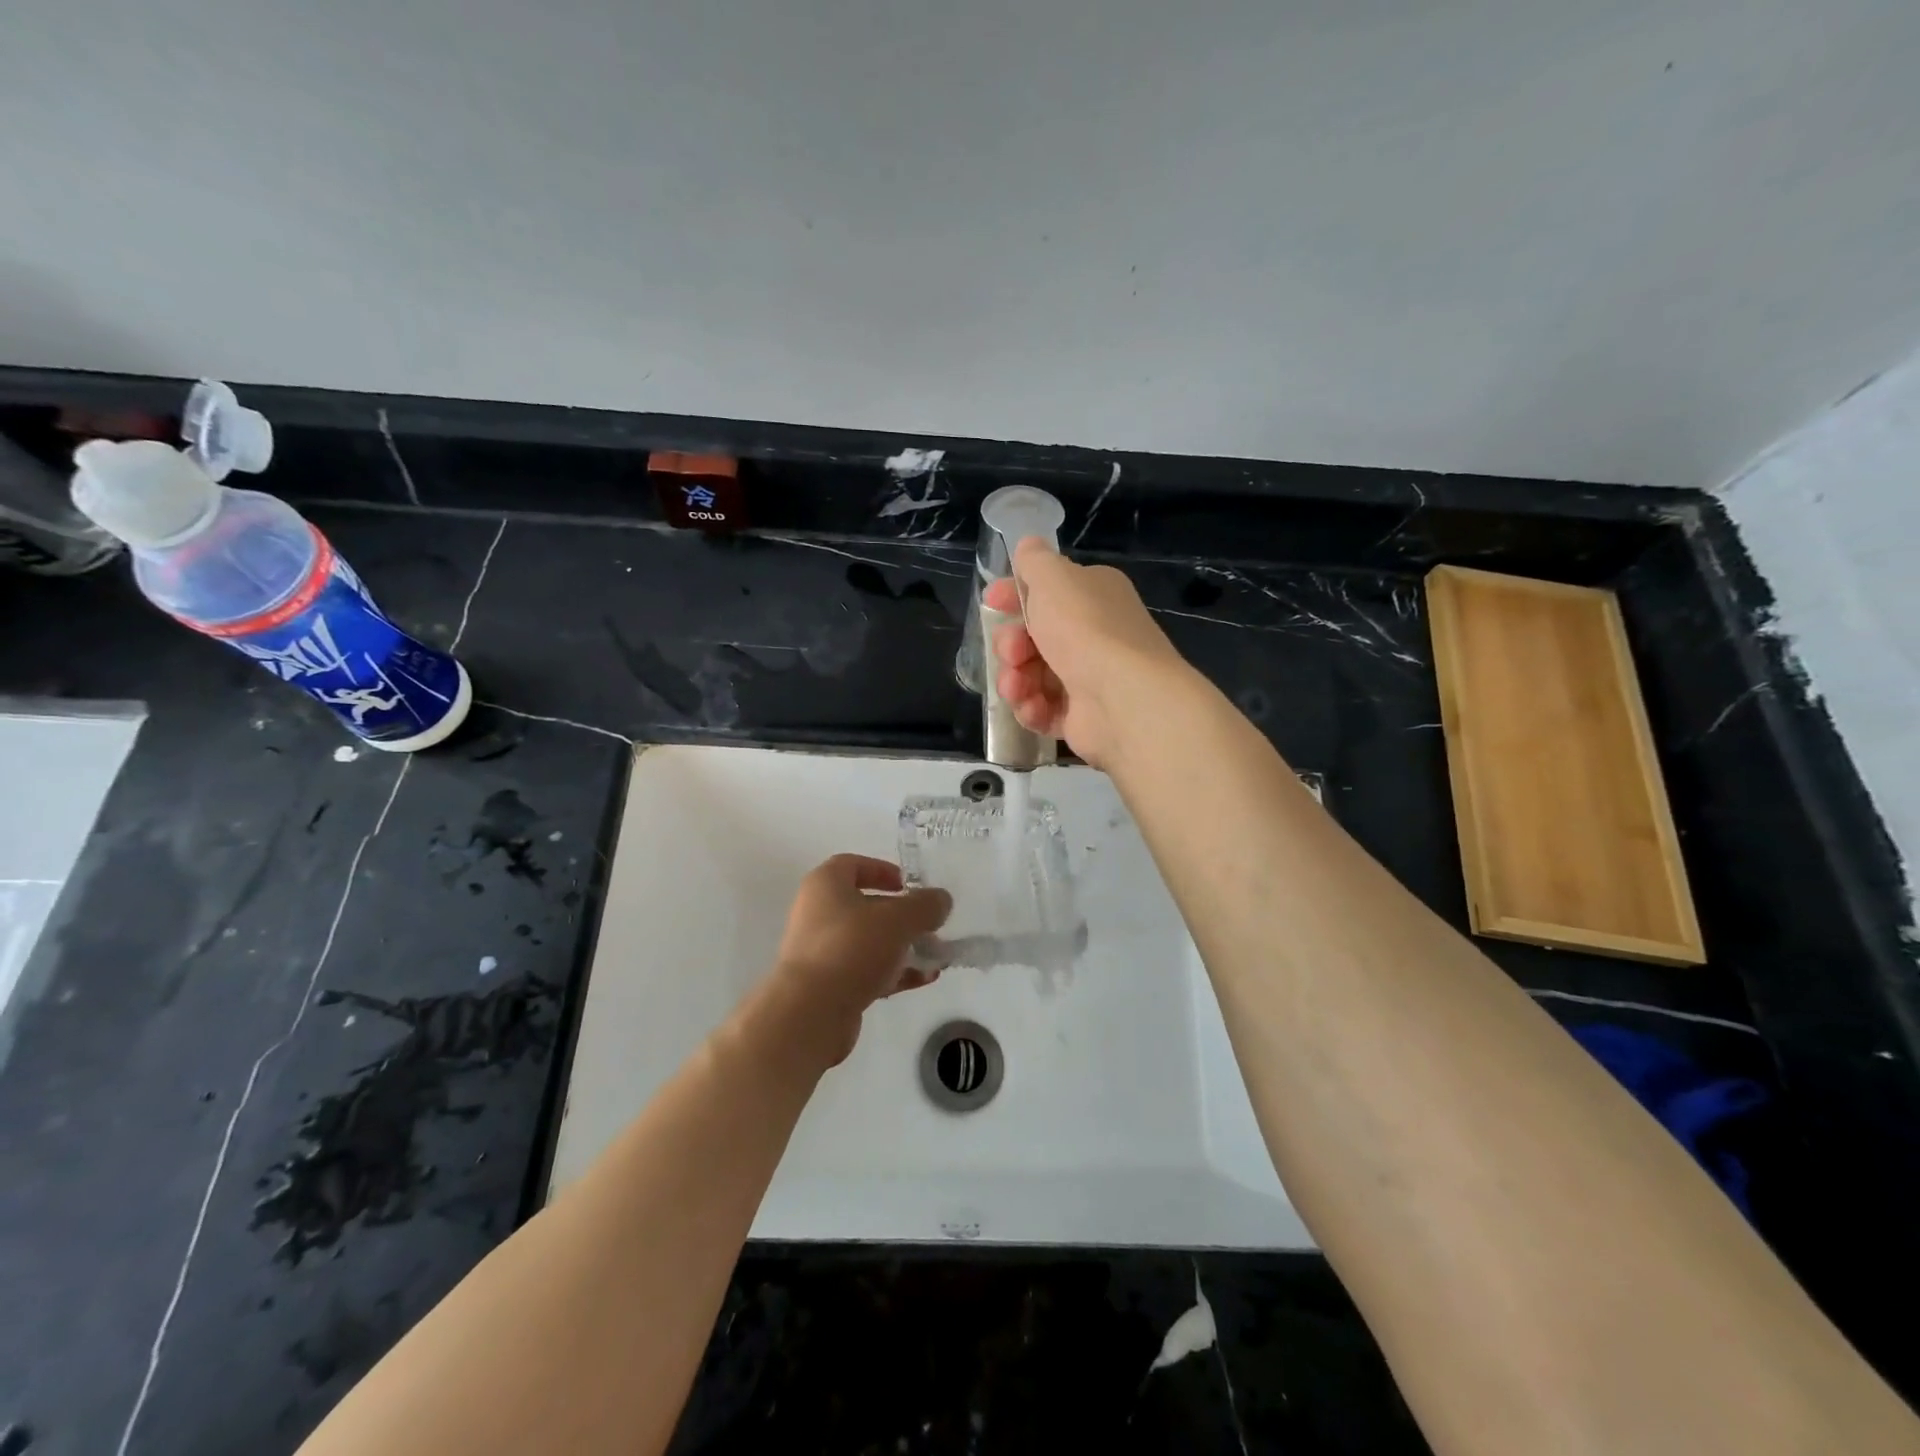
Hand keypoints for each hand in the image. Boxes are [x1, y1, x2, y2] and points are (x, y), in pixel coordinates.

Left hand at [757, 854, 951, 1068]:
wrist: (810, 1013)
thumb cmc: (851, 948)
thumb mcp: (898, 920)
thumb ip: (925, 906)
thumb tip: (941, 900)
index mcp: (825, 885)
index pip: (853, 865)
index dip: (883, 871)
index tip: (910, 885)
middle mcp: (818, 913)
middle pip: (865, 906)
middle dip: (902, 915)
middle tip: (930, 924)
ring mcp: (821, 952)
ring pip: (868, 941)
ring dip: (902, 946)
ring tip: (936, 956)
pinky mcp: (828, 985)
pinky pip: (866, 971)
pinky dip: (894, 972)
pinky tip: (925, 978)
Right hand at [985, 537, 1188, 768]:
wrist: (1122, 697)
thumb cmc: (1085, 629)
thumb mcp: (1054, 579)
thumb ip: (1035, 561)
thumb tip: (1027, 546)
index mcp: (1093, 596)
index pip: (1046, 591)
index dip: (1013, 596)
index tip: (991, 603)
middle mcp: (1093, 634)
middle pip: (1032, 637)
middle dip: (1011, 644)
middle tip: (1012, 652)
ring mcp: (1088, 678)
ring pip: (1031, 676)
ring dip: (1014, 680)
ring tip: (1017, 687)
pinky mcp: (1081, 717)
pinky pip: (1042, 709)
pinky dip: (1031, 709)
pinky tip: (1032, 708)